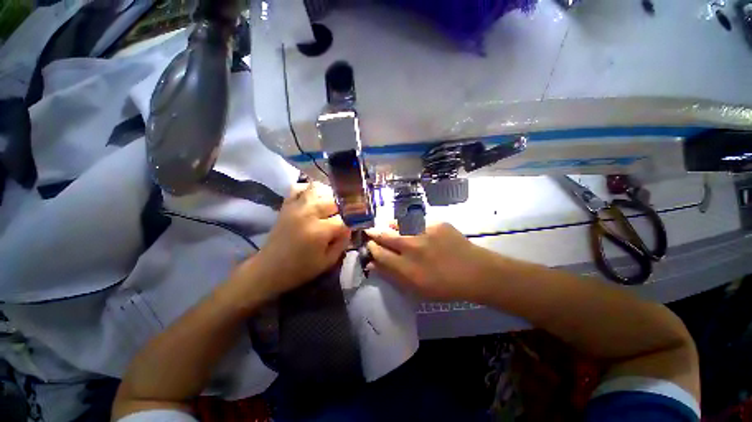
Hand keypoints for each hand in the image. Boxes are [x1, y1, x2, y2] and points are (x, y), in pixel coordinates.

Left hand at [235, 182, 350, 300]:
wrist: (269, 268)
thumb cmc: (301, 269)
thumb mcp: (328, 261)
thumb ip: (342, 242)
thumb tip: (350, 227)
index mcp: (319, 231)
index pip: (344, 219)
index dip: (353, 221)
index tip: (357, 224)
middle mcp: (308, 213)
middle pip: (334, 200)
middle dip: (344, 207)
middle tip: (346, 215)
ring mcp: (296, 207)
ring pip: (319, 189)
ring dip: (329, 196)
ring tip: (333, 205)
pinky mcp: (287, 205)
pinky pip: (300, 187)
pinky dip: (309, 189)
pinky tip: (315, 198)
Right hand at [365, 222, 487, 301]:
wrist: (474, 271)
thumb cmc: (443, 286)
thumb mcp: (415, 289)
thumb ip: (392, 275)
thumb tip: (372, 264)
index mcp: (405, 267)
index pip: (378, 252)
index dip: (371, 248)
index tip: (370, 245)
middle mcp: (411, 246)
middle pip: (384, 235)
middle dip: (375, 233)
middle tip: (372, 232)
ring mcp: (424, 232)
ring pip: (397, 223)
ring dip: (389, 226)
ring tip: (389, 228)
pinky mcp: (435, 223)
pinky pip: (414, 220)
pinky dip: (408, 224)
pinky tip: (411, 228)